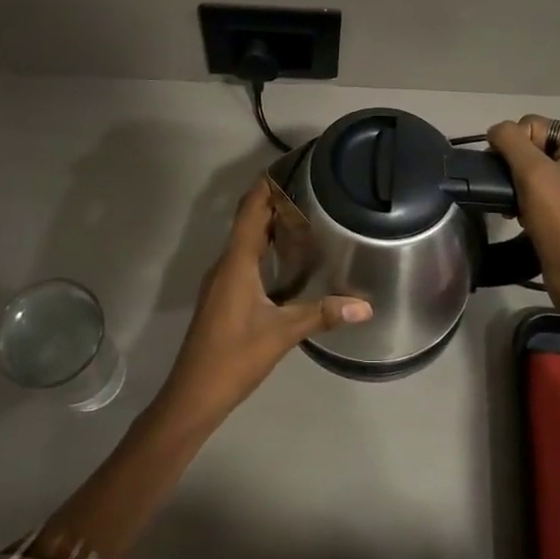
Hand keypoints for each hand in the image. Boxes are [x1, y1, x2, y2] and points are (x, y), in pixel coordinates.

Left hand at [157, 180, 371, 425]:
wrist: (193, 393)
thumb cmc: (234, 357)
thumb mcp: (282, 334)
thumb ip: (322, 315)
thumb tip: (366, 306)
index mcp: (236, 263)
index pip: (250, 211)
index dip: (265, 186)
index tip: (288, 165)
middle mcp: (225, 265)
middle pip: (247, 222)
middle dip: (272, 201)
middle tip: (308, 187)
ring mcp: (220, 282)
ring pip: (244, 241)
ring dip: (267, 224)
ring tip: (302, 214)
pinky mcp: (222, 297)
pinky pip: (243, 259)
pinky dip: (262, 247)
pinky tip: (284, 258)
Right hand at [487, 115, 559, 317]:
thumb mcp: (532, 173)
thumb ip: (510, 141)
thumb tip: (495, 130)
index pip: (534, 125)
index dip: (516, 147)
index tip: (513, 177)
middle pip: (534, 143)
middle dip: (517, 167)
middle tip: (514, 192)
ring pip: (534, 165)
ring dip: (519, 183)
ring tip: (517, 205)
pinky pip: (541, 184)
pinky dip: (527, 195)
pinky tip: (522, 212)